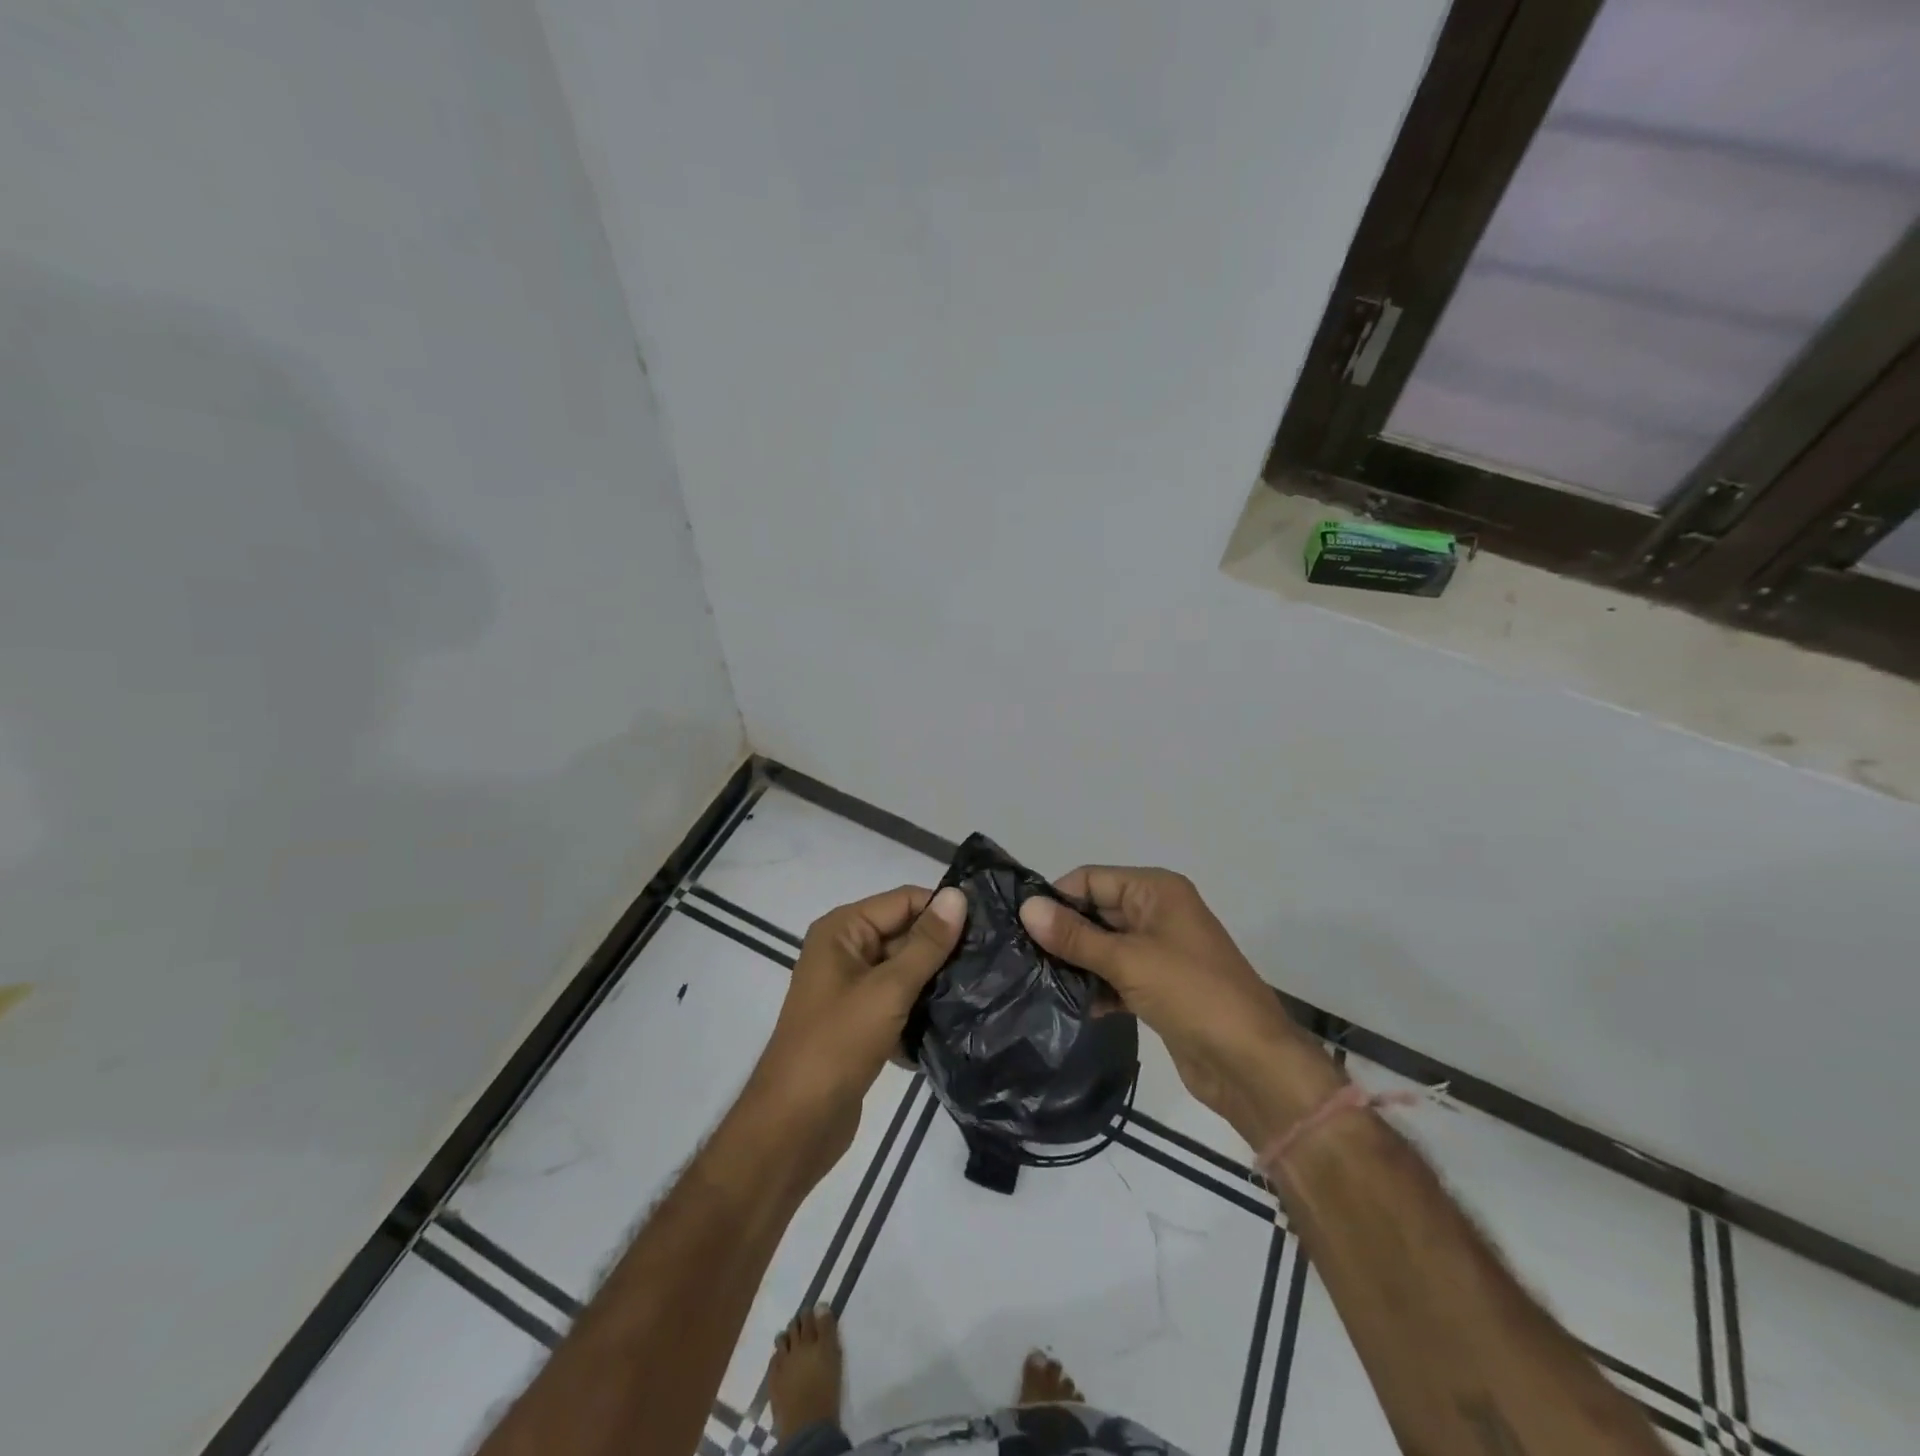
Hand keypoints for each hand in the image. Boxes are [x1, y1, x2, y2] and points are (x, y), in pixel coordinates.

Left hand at [754, 884, 965, 1164]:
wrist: (795, 1125)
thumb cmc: (838, 1045)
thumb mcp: (888, 989)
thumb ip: (926, 944)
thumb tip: (958, 896)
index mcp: (843, 930)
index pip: (904, 900)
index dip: (943, 909)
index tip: (990, 925)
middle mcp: (844, 950)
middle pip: (905, 933)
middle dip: (943, 947)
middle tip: (994, 959)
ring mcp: (851, 988)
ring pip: (905, 970)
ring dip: (936, 981)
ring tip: (984, 987)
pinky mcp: (860, 1022)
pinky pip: (899, 1001)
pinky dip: (921, 1009)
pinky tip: (957, 1022)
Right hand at [1020, 867, 1337, 1136]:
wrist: (1252, 1064)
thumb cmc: (1192, 994)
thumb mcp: (1128, 960)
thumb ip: (1075, 936)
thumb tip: (1027, 907)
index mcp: (1156, 890)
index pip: (1092, 878)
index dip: (1057, 898)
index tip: (1020, 925)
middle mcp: (1157, 912)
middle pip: (1096, 910)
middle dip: (1063, 932)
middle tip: (1020, 955)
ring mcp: (1159, 951)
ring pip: (1104, 945)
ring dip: (1076, 962)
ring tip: (1036, 980)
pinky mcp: (1159, 986)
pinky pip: (1116, 974)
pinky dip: (1096, 986)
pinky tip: (1070, 1006)